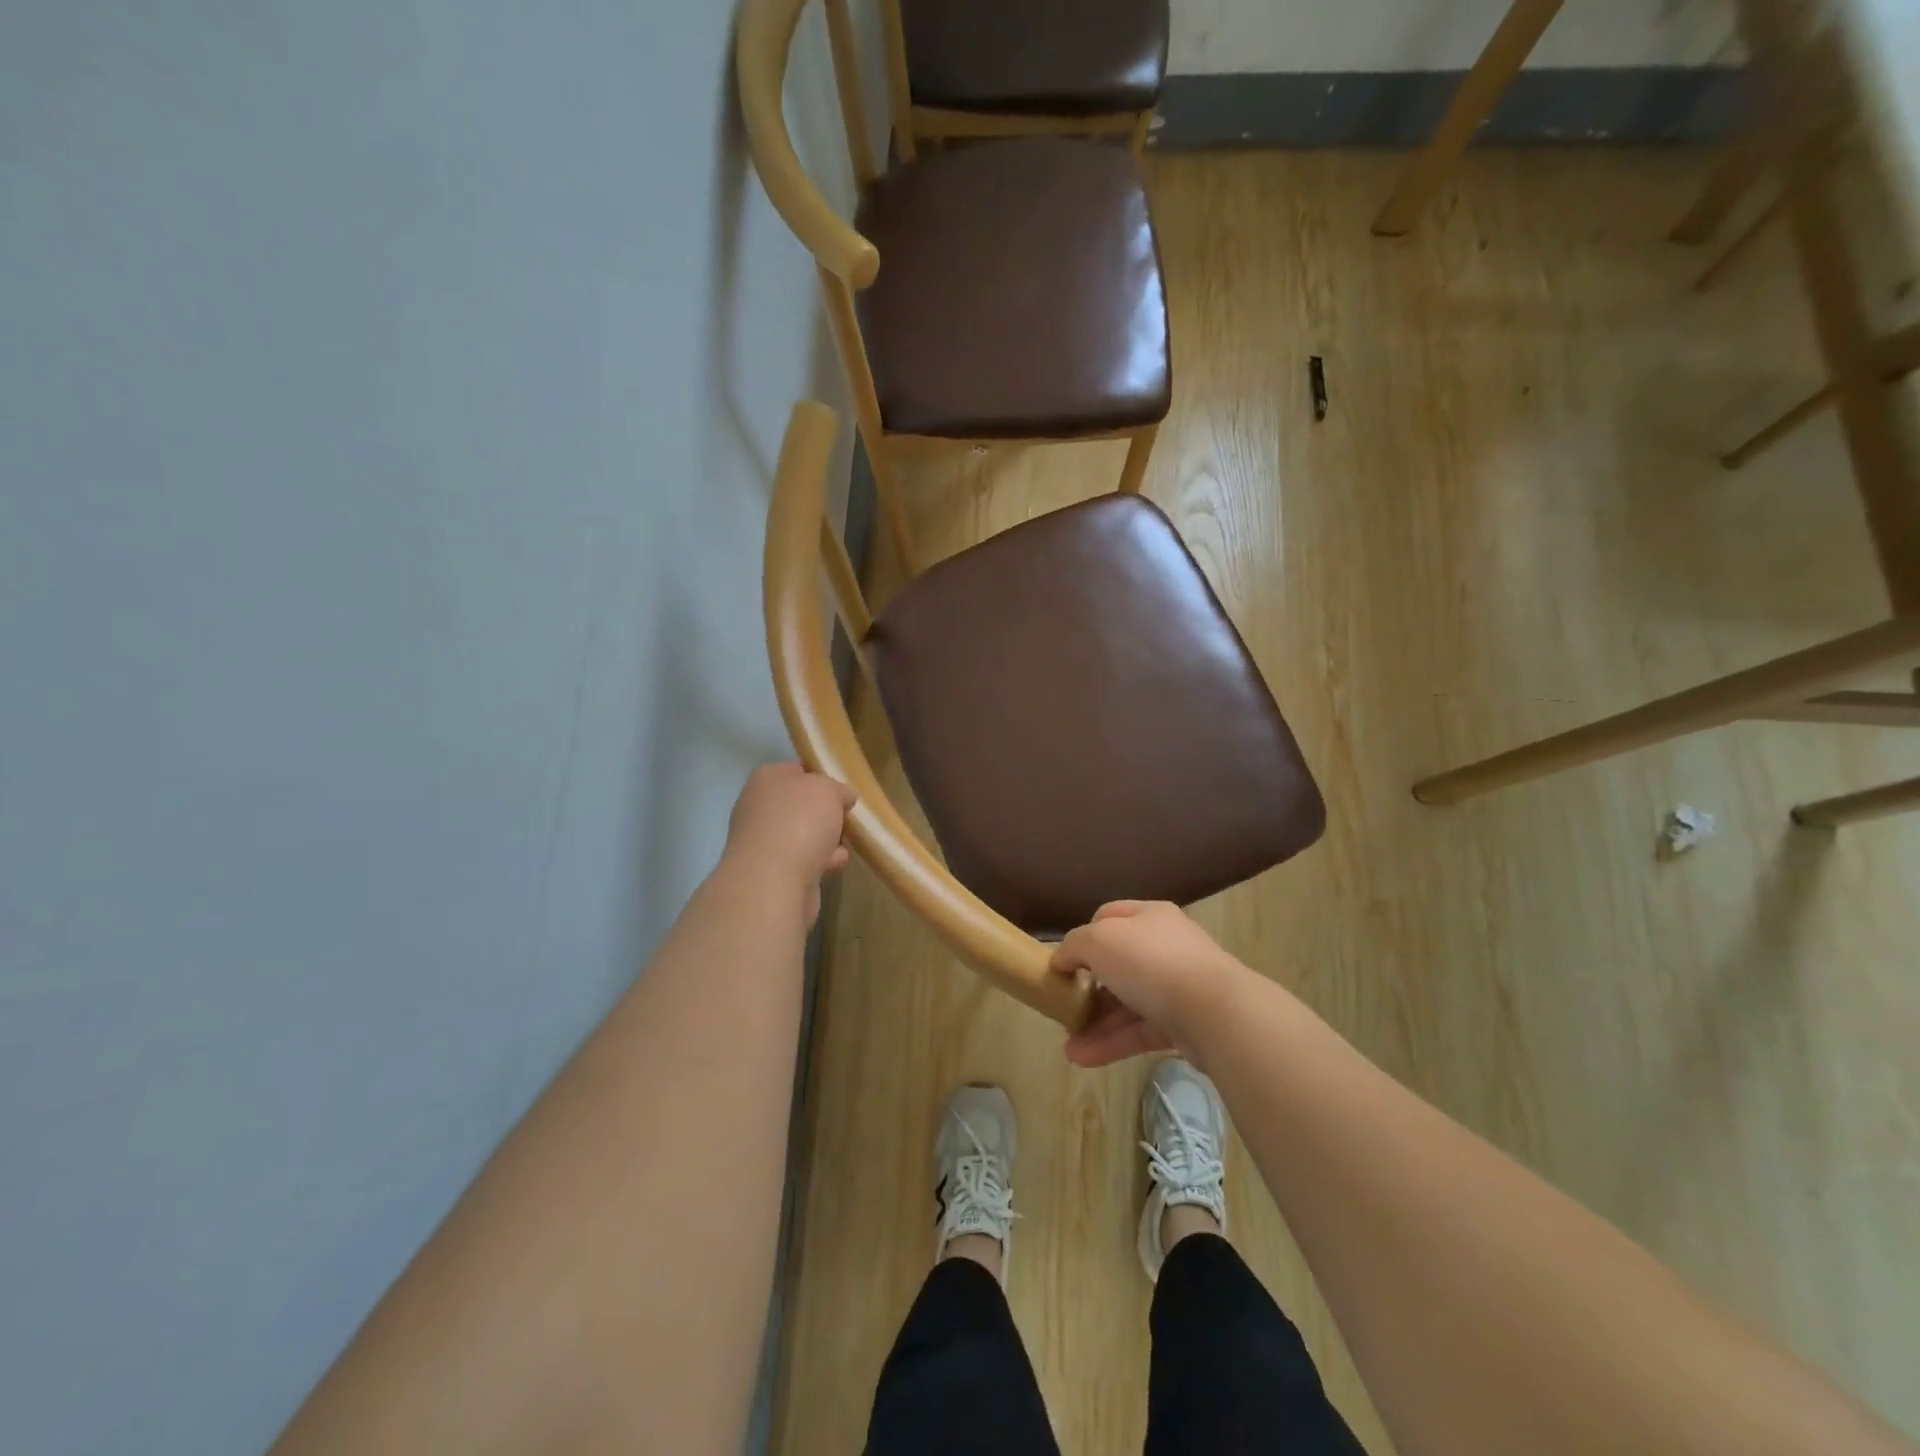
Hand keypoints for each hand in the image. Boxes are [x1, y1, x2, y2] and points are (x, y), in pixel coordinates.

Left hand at [723, 763, 855, 923]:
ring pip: (801, 833)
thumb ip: (838, 789)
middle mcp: (758, 807)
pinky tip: (837, 863)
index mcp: (766, 779)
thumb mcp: (829, 789)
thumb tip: (843, 797)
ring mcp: (761, 842)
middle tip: (847, 816)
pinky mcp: (770, 872)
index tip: (842, 789)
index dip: (820, 776)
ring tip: (847, 842)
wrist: (773, 881)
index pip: (795, 770)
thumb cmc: (800, 822)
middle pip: (799, 805)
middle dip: (824, 812)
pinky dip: (820, 860)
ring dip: (824, 838)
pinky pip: (802, 860)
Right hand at [1049, 902, 1248, 1067]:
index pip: (1110, 916)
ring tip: (1068, 1047)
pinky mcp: (1185, 1023)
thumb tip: (1061, 960)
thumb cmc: (1151, 962)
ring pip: (1129, 1002)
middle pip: (1119, 964)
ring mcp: (1178, 986)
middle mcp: (1166, 946)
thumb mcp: (1099, 941)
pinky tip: (1083, 1058)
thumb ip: (1074, 946)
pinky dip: (1113, 1043)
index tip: (1065, 961)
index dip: (1083, 936)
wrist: (1214, 1011)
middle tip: (1065, 1006)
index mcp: (1149, 916)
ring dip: (1097, 1023)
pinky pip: (1141, 1030)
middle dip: (1089, 988)